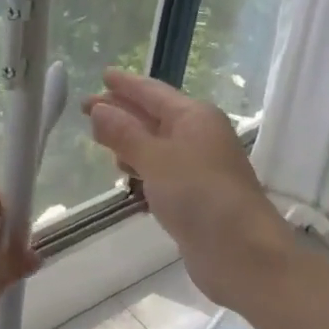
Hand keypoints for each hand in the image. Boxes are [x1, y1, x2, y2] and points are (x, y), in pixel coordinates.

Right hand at [82, 69, 294, 312]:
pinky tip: (124, 174)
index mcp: (194, 116)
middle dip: (121, 111)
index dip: (126, 84)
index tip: (101, 75)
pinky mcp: (194, 196)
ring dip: (130, 140)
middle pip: (153, 116)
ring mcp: (198, 167)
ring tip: (99, 139)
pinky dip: (141, 167)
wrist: (242, 253)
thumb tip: (98, 108)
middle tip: (85, 108)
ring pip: (156, 144)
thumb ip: (125, 133)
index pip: (152, 92)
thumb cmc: (199, 195)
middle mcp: (198, 136)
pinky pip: (161, 171)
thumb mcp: (156, 159)